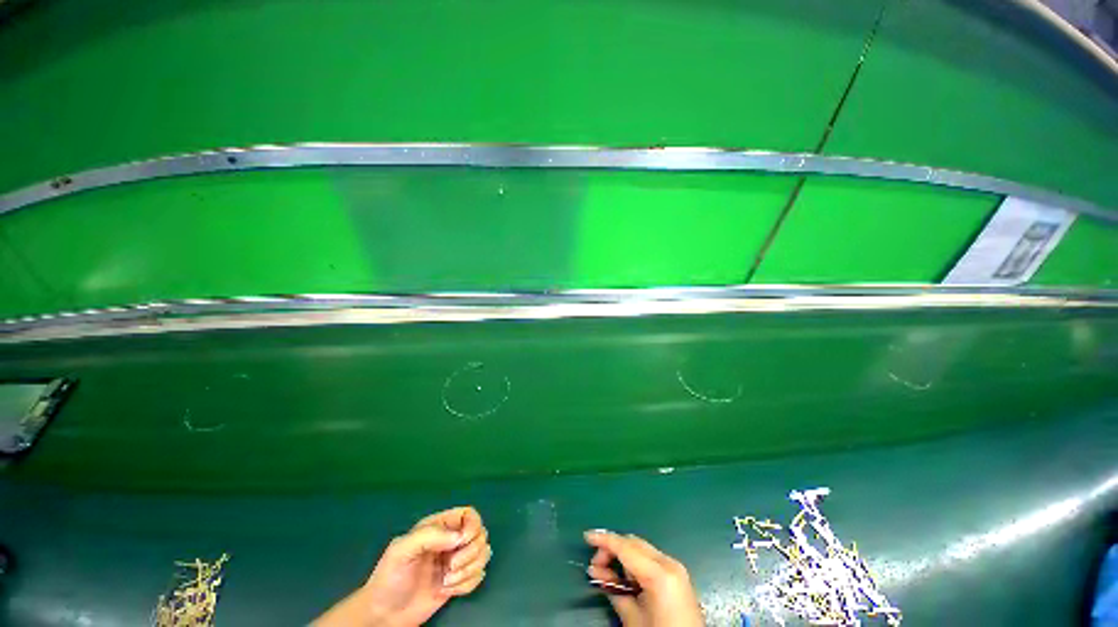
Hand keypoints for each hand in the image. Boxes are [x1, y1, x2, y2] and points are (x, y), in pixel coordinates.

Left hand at [315, 507, 490, 626]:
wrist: (384, 614)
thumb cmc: (390, 577)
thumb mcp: (402, 549)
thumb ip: (430, 536)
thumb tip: (459, 537)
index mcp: (440, 526)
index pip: (469, 515)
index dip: (472, 526)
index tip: (461, 541)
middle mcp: (451, 540)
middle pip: (481, 534)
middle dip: (470, 553)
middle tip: (450, 567)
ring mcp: (456, 561)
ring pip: (483, 554)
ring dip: (469, 570)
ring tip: (447, 582)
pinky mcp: (459, 581)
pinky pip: (478, 576)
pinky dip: (468, 584)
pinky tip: (449, 591)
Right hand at [584, 530, 702, 626]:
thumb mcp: (633, 619)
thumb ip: (615, 591)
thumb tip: (598, 573)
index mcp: (660, 573)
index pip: (625, 547)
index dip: (604, 540)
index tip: (587, 536)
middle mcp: (669, 563)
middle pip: (633, 543)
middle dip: (612, 549)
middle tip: (595, 566)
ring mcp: (675, 568)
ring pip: (641, 549)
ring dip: (622, 557)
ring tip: (605, 573)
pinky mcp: (677, 576)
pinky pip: (650, 560)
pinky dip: (634, 564)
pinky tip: (622, 577)